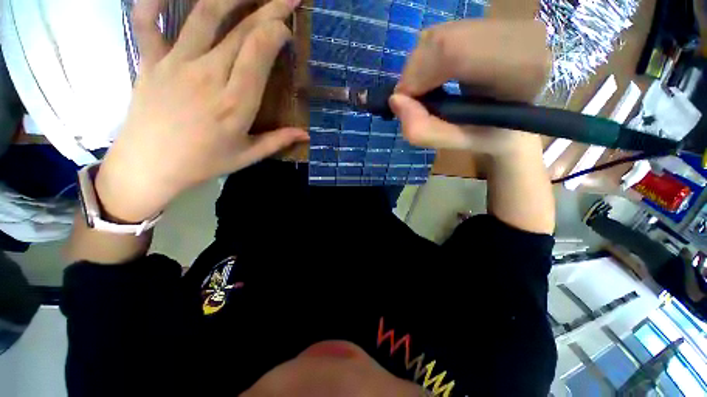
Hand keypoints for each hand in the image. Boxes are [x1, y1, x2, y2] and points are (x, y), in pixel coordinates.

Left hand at [96, 0, 307, 221]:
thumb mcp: (247, 156)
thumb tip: (305, 134)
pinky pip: (148, 22)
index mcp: (236, 103)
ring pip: (204, 15)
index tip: (287, 28)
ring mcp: (176, 64)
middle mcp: (208, 75)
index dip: (276, 31)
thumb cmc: (203, 163)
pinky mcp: (150, 61)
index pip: (259, 52)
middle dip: (267, 7)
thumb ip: (278, 141)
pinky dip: (156, 0)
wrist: (150, 167)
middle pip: (241, 30)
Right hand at [389, 20, 550, 157]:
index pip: (454, 53)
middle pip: (442, 39)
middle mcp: (518, 34)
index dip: (417, 75)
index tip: (404, 102)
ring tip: (425, 90)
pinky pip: (443, 32)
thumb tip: (395, 101)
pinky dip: (427, 58)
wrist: (519, 114)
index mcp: (520, 69)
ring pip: (439, 34)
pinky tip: (435, 75)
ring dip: (419, 66)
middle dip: (413, 72)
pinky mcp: (491, 19)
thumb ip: (424, 130)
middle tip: (411, 99)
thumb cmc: (491, 134)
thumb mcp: (457, 143)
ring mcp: (505, 21)